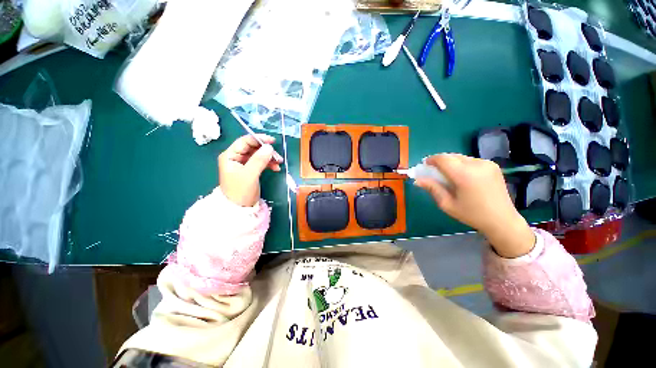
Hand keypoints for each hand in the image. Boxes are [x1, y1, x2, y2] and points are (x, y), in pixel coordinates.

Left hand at [218, 134, 282, 206]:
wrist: (239, 209)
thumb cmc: (241, 191)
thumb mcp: (250, 175)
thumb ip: (259, 160)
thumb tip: (269, 147)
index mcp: (230, 156)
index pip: (245, 141)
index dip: (259, 139)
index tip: (272, 141)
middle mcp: (235, 157)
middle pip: (253, 148)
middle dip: (266, 151)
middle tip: (278, 157)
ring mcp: (243, 164)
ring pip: (258, 155)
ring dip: (269, 158)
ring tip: (279, 163)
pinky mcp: (249, 170)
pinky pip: (260, 162)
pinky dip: (268, 164)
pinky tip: (276, 168)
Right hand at [415, 154, 534, 257]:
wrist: (502, 220)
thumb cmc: (471, 214)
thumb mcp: (447, 204)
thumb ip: (432, 188)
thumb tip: (417, 180)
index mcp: (464, 175)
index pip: (443, 159)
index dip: (431, 160)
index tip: (425, 165)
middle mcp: (476, 164)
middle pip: (451, 156)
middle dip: (440, 161)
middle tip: (434, 172)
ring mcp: (487, 163)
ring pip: (461, 157)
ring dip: (451, 163)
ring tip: (448, 175)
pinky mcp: (493, 165)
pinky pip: (471, 160)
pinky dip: (461, 165)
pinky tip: (462, 176)